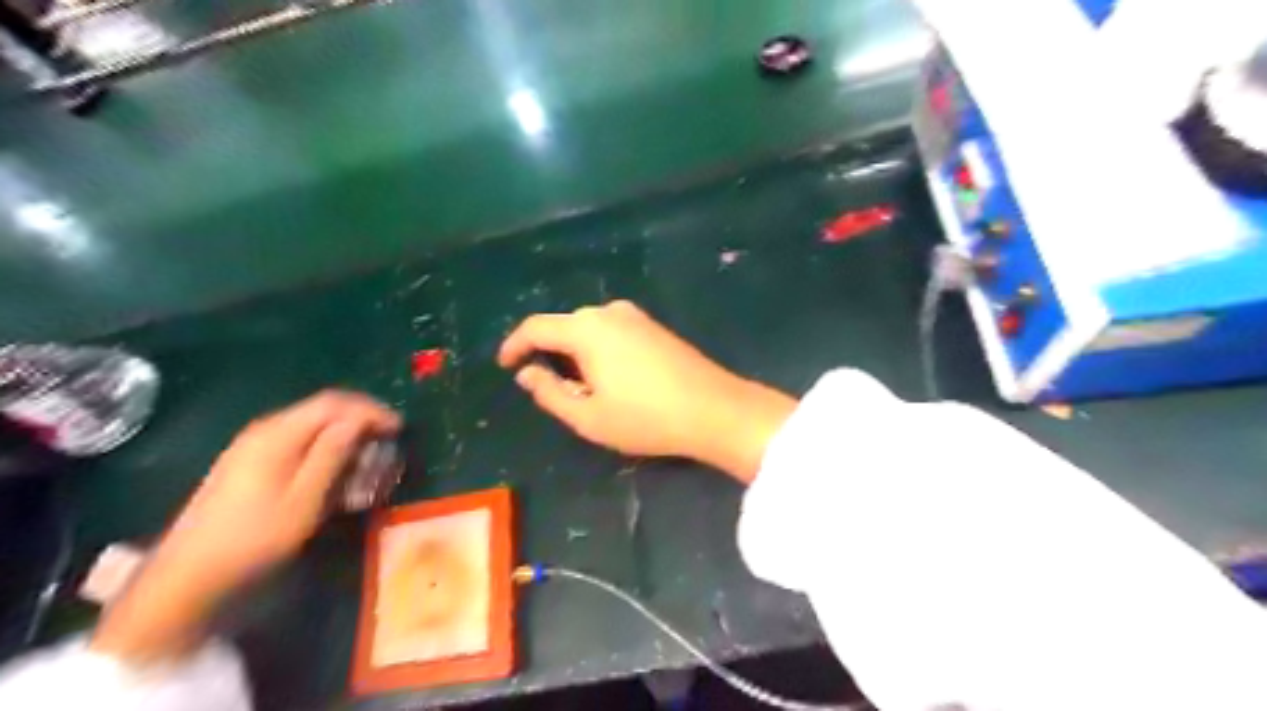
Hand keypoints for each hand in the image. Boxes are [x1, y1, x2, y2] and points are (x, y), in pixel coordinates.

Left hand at [93, 392, 399, 663]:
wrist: (187, 575)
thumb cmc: (254, 538)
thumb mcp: (304, 499)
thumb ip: (332, 454)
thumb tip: (359, 421)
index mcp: (278, 434)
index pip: (334, 403)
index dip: (371, 410)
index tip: (400, 427)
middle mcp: (265, 430)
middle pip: (323, 409)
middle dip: (361, 420)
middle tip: (388, 441)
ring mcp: (253, 445)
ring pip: (311, 425)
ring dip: (344, 434)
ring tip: (368, 457)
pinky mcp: (248, 462)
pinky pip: (298, 441)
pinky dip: (325, 447)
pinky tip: (335, 469)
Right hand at [499, 299, 793, 483]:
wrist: (714, 410)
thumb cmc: (645, 418)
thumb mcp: (588, 416)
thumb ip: (549, 392)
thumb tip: (527, 373)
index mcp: (587, 329)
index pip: (536, 327)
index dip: (514, 345)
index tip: (504, 365)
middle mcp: (608, 312)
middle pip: (564, 326)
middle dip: (548, 352)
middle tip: (548, 387)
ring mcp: (636, 316)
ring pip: (589, 329)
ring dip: (575, 353)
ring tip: (580, 388)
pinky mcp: (654, 326)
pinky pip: (611, 332)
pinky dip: (598, 350)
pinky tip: (610, 378)